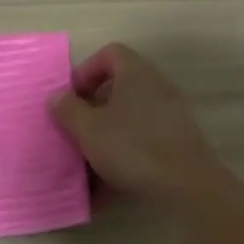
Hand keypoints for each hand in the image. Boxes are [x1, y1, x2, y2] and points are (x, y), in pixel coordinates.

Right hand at [49, 43, 222, 203]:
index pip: (109, 54)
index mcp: (136, 74)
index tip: (70, 98)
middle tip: (74, 130)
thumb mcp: (88, 129)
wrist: (186, 185)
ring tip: (85, 165)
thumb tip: (57, 97)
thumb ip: (68, 109)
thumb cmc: (132, 147)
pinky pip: (142, 143)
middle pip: (118, 88)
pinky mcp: (177, 143)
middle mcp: (156, 88)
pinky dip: (122, 159)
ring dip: (105, 138)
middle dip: (92, 110)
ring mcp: (170, 116)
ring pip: (129, 119)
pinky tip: (104, 189)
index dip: (85, 71)